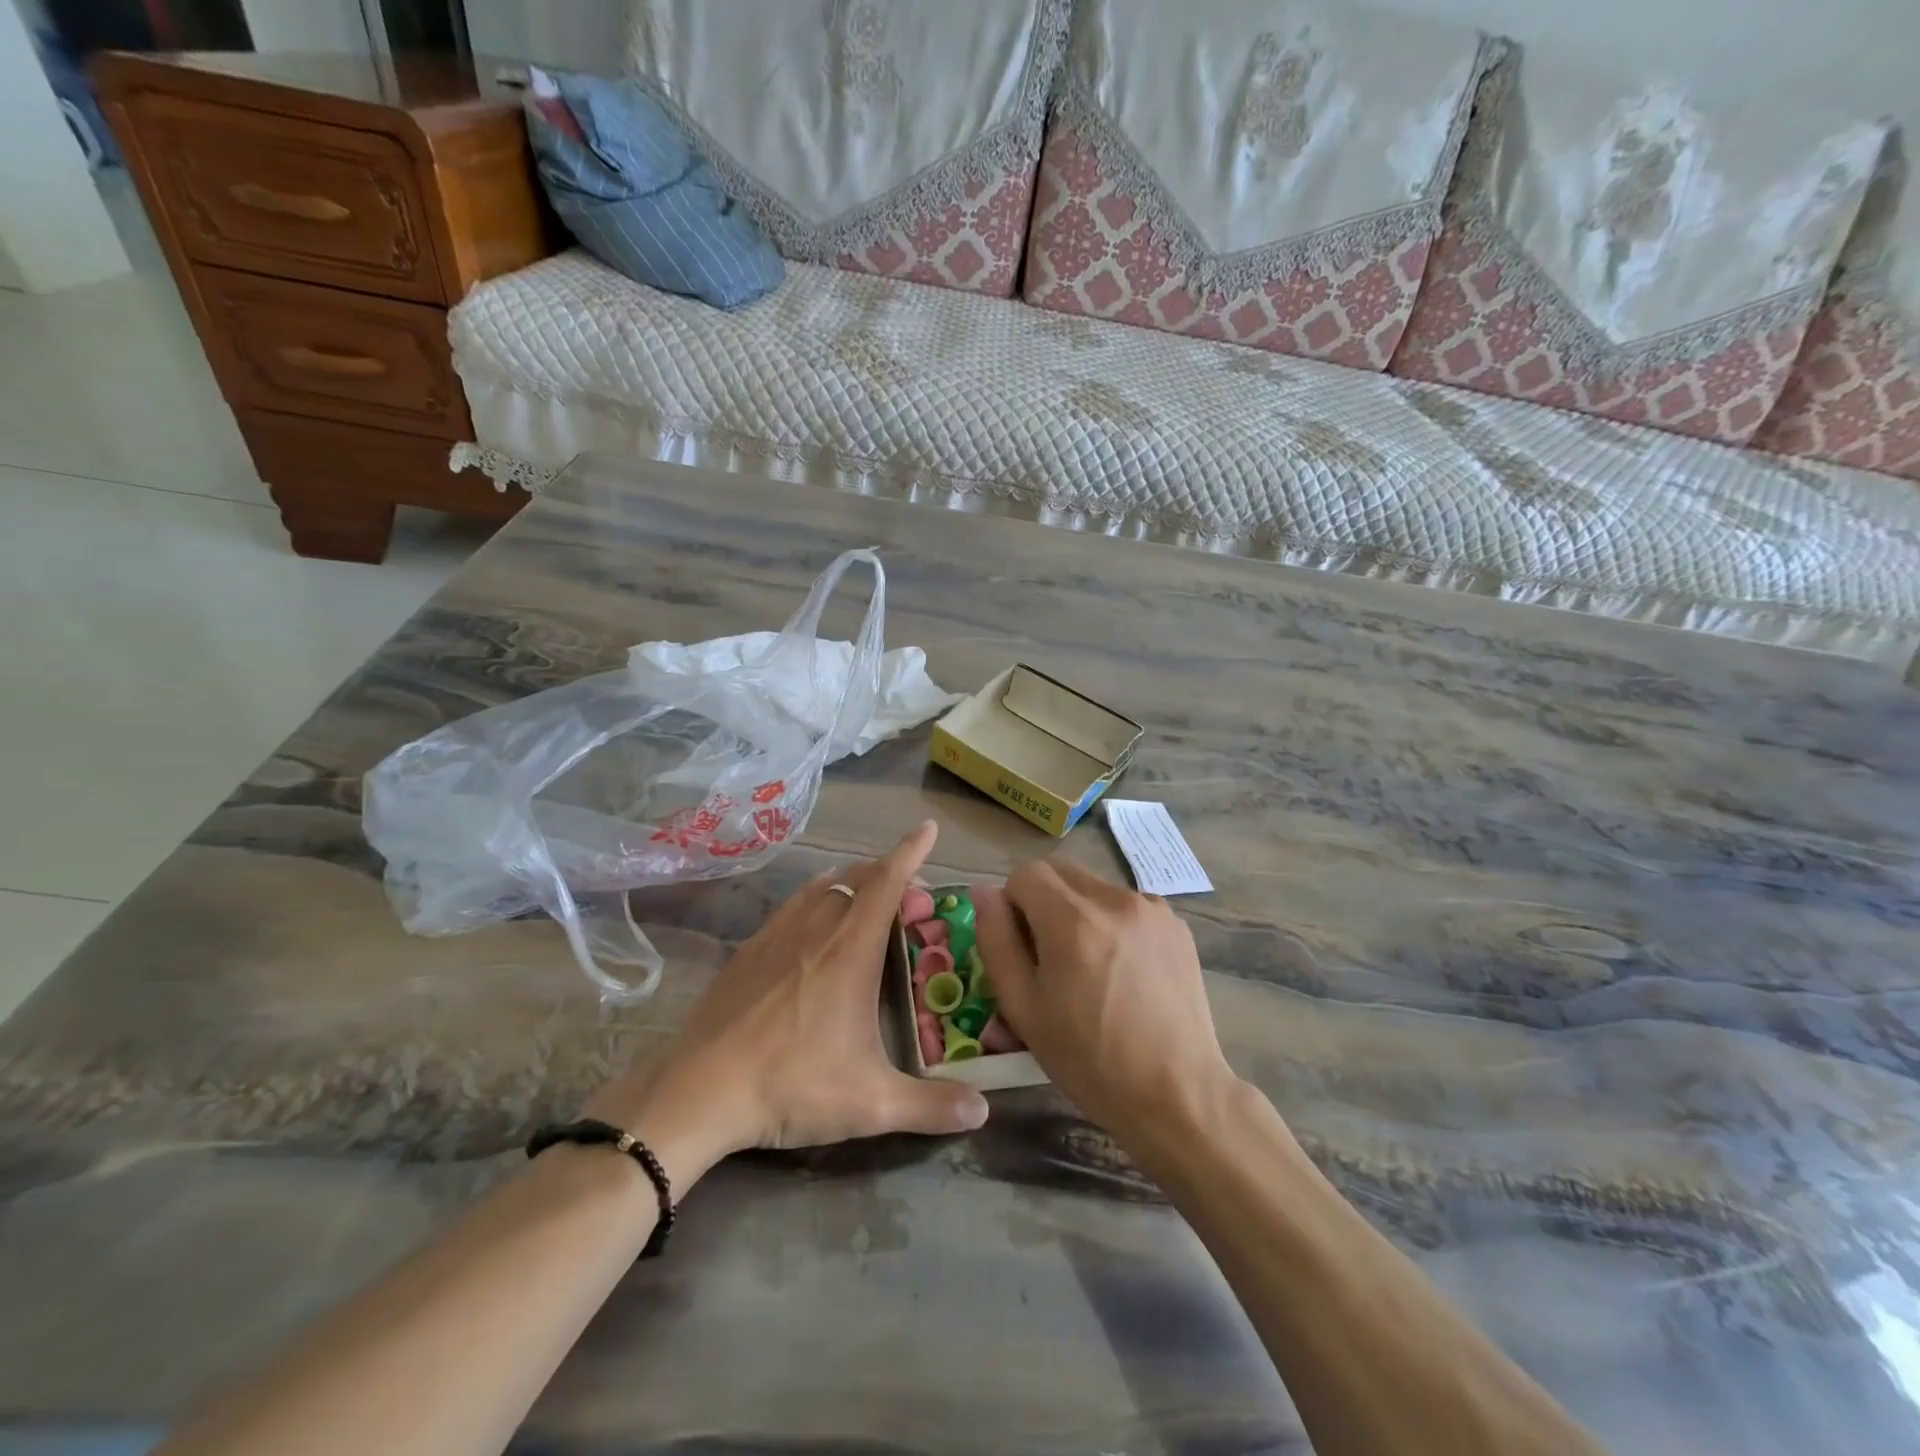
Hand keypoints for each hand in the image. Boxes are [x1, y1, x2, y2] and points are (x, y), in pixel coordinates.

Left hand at [587, 822, 988, 1187]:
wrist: (700, 1091)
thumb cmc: (792, 1086)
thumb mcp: (871, 1104)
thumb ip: (931, 1106)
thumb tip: (983, 1112)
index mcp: (852, 950)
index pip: (888, 882)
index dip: (911, 851)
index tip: (927, 828)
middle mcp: (817, 928)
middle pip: (857, 878)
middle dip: (888, 873)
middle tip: (908, 896)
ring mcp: (777, 934)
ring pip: (822, 887)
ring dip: (851, 883)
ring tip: (866, 898)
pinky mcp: (748, 950)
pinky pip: (792, 905)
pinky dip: (815, 898)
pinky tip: (812, 923)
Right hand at [973, 860, 1235, 1140]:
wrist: (1177, 1094)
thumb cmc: (1089, 1060)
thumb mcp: (1024, 1007)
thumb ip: (996, 941)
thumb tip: (984, 892)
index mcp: (1072, 920)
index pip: (1025, 873)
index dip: (1012, 904)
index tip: (1020, 946)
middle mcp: (1115, 900)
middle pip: (1060, 872)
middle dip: (1043, 901)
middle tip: (1049, 955)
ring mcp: (1152, 909)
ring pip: (1093, 887)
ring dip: (1078, 911)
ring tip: (1089, 967)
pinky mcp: (1176, 925)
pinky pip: (1127, 905)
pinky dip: (1112, 923)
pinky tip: (1123, 971)